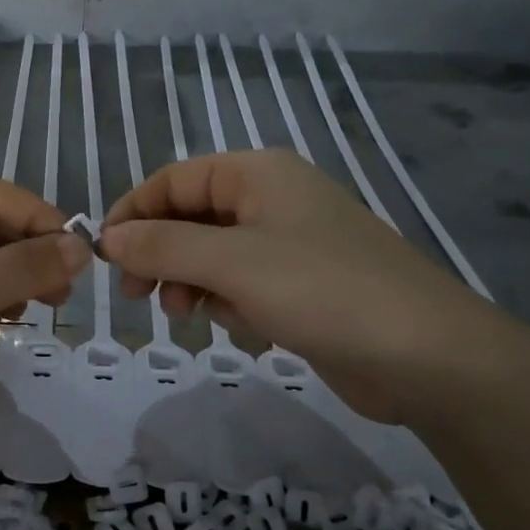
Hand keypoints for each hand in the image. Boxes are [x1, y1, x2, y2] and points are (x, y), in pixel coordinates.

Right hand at [100, 149, 504, 424]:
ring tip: (185, 315)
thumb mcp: (232, 263)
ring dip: (189, 282)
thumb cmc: (323, 290)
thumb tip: (108, 238)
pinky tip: (237, 326)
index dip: (134, 213)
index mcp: (258, 174)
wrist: (425, 355)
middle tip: (136, 295)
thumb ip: (164, 246)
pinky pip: (240, 283)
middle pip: (190, 217)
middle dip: (159, 254)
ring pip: (211, 254)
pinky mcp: (300, 285)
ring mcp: (288, 244)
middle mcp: (271, 200)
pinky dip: (226, 301)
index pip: (174, 180)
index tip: (104, 255)